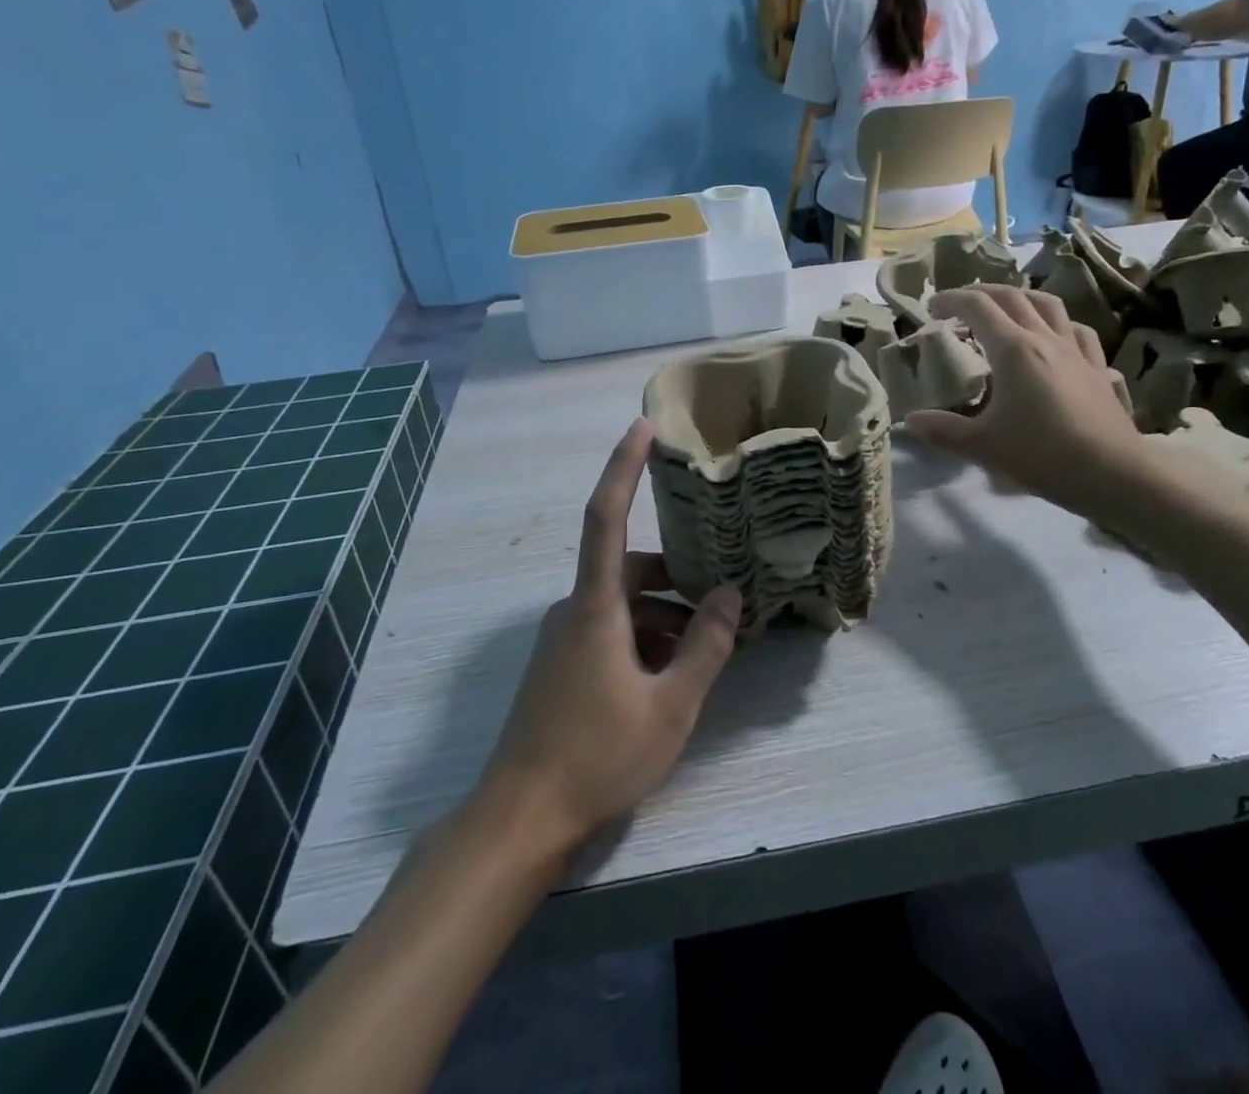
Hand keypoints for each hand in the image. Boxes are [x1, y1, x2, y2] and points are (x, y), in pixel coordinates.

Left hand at [480, 420, 740, 849]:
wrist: (519, 822)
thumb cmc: (597, 758)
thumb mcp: (670, 706)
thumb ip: (705, 647)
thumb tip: (728, 595)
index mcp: (594, 607)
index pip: (605, 516)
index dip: (623, 466)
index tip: (642, 426)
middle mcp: (573, 610)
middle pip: (629, 570)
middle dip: (675, 580)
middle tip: (720, 599)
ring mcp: (563, 639)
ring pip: (624, 607)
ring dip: (664, 618)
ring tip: (704, 650)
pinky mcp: (561, 665)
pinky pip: (610, 631)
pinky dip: (644, 639)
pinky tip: (671, 675)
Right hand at [905, 287, 1150, 519]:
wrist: (1113, 472)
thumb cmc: (1042, 454)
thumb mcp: (982, 446)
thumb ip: (943, 430)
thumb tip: (910, 420)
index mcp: (1013, 349)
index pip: (977, 307)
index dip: (952, 300)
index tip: (932, 308)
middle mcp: (1045, 339)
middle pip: (1012, 297)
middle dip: (982, 292)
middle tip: (961, 304)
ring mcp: (1076, 351)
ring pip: (1049, 305)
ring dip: (1022, 298)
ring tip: (1007, 309)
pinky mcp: (1098, 368)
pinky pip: (1078, 331)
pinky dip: (1059, 324)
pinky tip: (1055, 337)